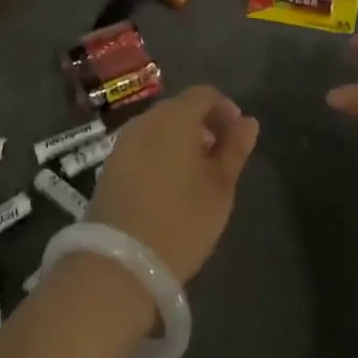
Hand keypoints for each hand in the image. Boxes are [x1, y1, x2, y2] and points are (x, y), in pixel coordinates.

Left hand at [89, 85, 259, 283]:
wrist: (119, 262)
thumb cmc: (181, 220)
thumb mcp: (220, 187)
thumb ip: (235, 149)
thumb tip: (248, 122)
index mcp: (175, 117)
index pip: (204, 94)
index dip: (225, 109)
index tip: (237, 137)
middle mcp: (146, 120)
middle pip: (179, 108)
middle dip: (202, 124)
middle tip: (219, 156)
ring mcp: (123, 142)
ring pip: (158, 127)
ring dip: (179, 139)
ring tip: (195, 174)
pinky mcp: (109, 166)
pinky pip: (142, 146)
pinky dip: (159, 154)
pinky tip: (167, 185)